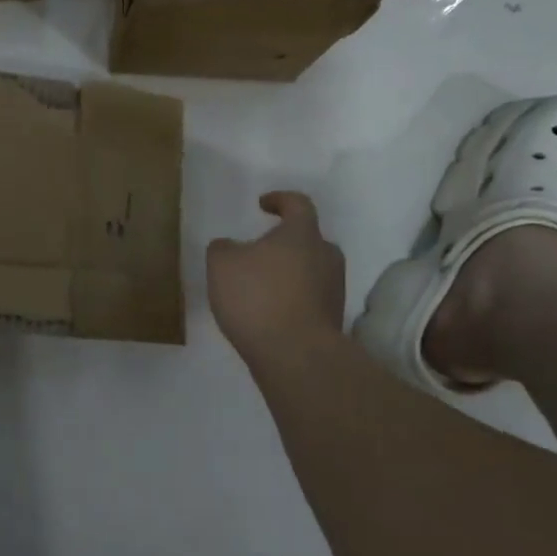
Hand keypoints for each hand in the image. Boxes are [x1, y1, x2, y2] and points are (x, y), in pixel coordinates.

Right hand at [207, 192, 345, 363]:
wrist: (296, 356)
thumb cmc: (258, 297)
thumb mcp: (222, 265)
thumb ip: (223, 248)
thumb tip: (230, 247)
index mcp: (303, 234)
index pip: (298, 204)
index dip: (280, 200)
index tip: (263, 205)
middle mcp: (326, 256)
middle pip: (309, 240)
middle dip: (286, 242)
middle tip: (261, 251)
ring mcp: (334, 290)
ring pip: (311, 270)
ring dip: (289, 273)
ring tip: (261, 286)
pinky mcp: (333, 319)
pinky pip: (310, 299)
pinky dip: (292, 299)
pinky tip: (269, 313)